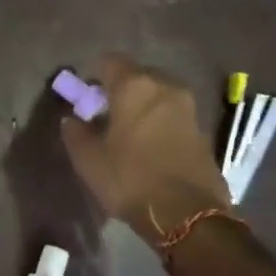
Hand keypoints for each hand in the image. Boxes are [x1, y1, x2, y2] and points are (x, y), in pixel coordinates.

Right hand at [60, 54, 230, 240]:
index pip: (110, 61)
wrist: (188, 215)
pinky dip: (160, 122)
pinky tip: (150, 146)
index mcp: (135, 86)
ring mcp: (188, 108)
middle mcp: (165, 87)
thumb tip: (72, 119)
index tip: (87, 97)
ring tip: (129, 132)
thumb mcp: (89, 159)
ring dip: (143, 106)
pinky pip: (173, 115)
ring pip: (158, 95)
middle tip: (107, 114)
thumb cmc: (130, 178)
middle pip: (138, 75)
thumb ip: (75, 132)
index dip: (95, 75)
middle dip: (121, 89)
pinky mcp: (203, 131)